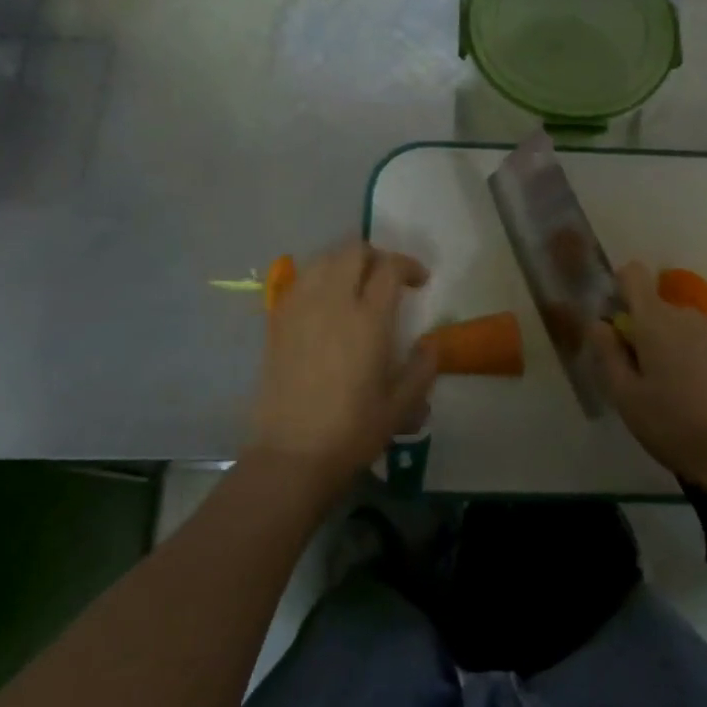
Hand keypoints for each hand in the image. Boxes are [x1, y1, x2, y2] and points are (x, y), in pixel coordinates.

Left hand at [251, 242, 436, 487]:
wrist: (292, 454)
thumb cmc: (353, 430)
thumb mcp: (402, 405)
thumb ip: (423, 368)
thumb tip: (430, 344)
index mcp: (368, 319)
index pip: (390, 267)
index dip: (409, 266)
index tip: (420, 282)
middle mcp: (332, 302)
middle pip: (353, 251)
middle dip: (377, 256)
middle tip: (388, 278)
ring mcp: (299, 309)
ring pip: (322, 260)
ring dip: (345, 263)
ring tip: (356, 285)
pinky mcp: (277, 323)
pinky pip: (298, 282)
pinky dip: (317, 279)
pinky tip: (325, 303)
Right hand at [589, 260, 706, 492]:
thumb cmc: (672, 424)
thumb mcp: (625, 396)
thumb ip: (607, 353)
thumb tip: (598, 323)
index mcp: (655, 321)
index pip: (633, 275)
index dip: (619, 289)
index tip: (615, 325)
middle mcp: (685, 316)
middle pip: (653, 307)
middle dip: (640, 331)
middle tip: (637, 376)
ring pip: (677, 326)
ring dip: (665, 345)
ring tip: (666, 389)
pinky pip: (699, 342)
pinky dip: (689, 357)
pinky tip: (693, 395)